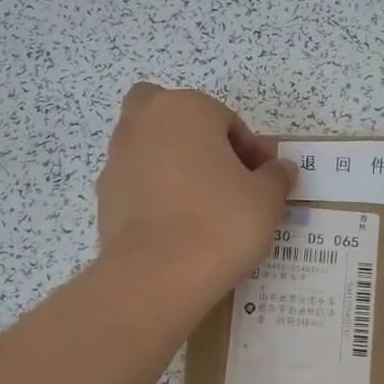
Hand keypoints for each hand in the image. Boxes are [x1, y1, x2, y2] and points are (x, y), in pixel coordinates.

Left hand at [96, 83, 294, 296]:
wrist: (157, 275)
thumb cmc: (220, 222)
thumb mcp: (266, 200)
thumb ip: (275, 177)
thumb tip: (279, 169)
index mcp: (185, 108)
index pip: (227, 120)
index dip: (251, 152)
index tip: (263, 182)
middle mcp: (144, 123)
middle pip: (172, 116)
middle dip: (195, 137)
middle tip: (220, 175)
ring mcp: (118, 158)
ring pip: (150, 149)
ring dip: (172, 165)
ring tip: (200, 207)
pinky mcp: (104, 195)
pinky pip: (137, 184)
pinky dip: (153, 195)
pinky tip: (176, 227)